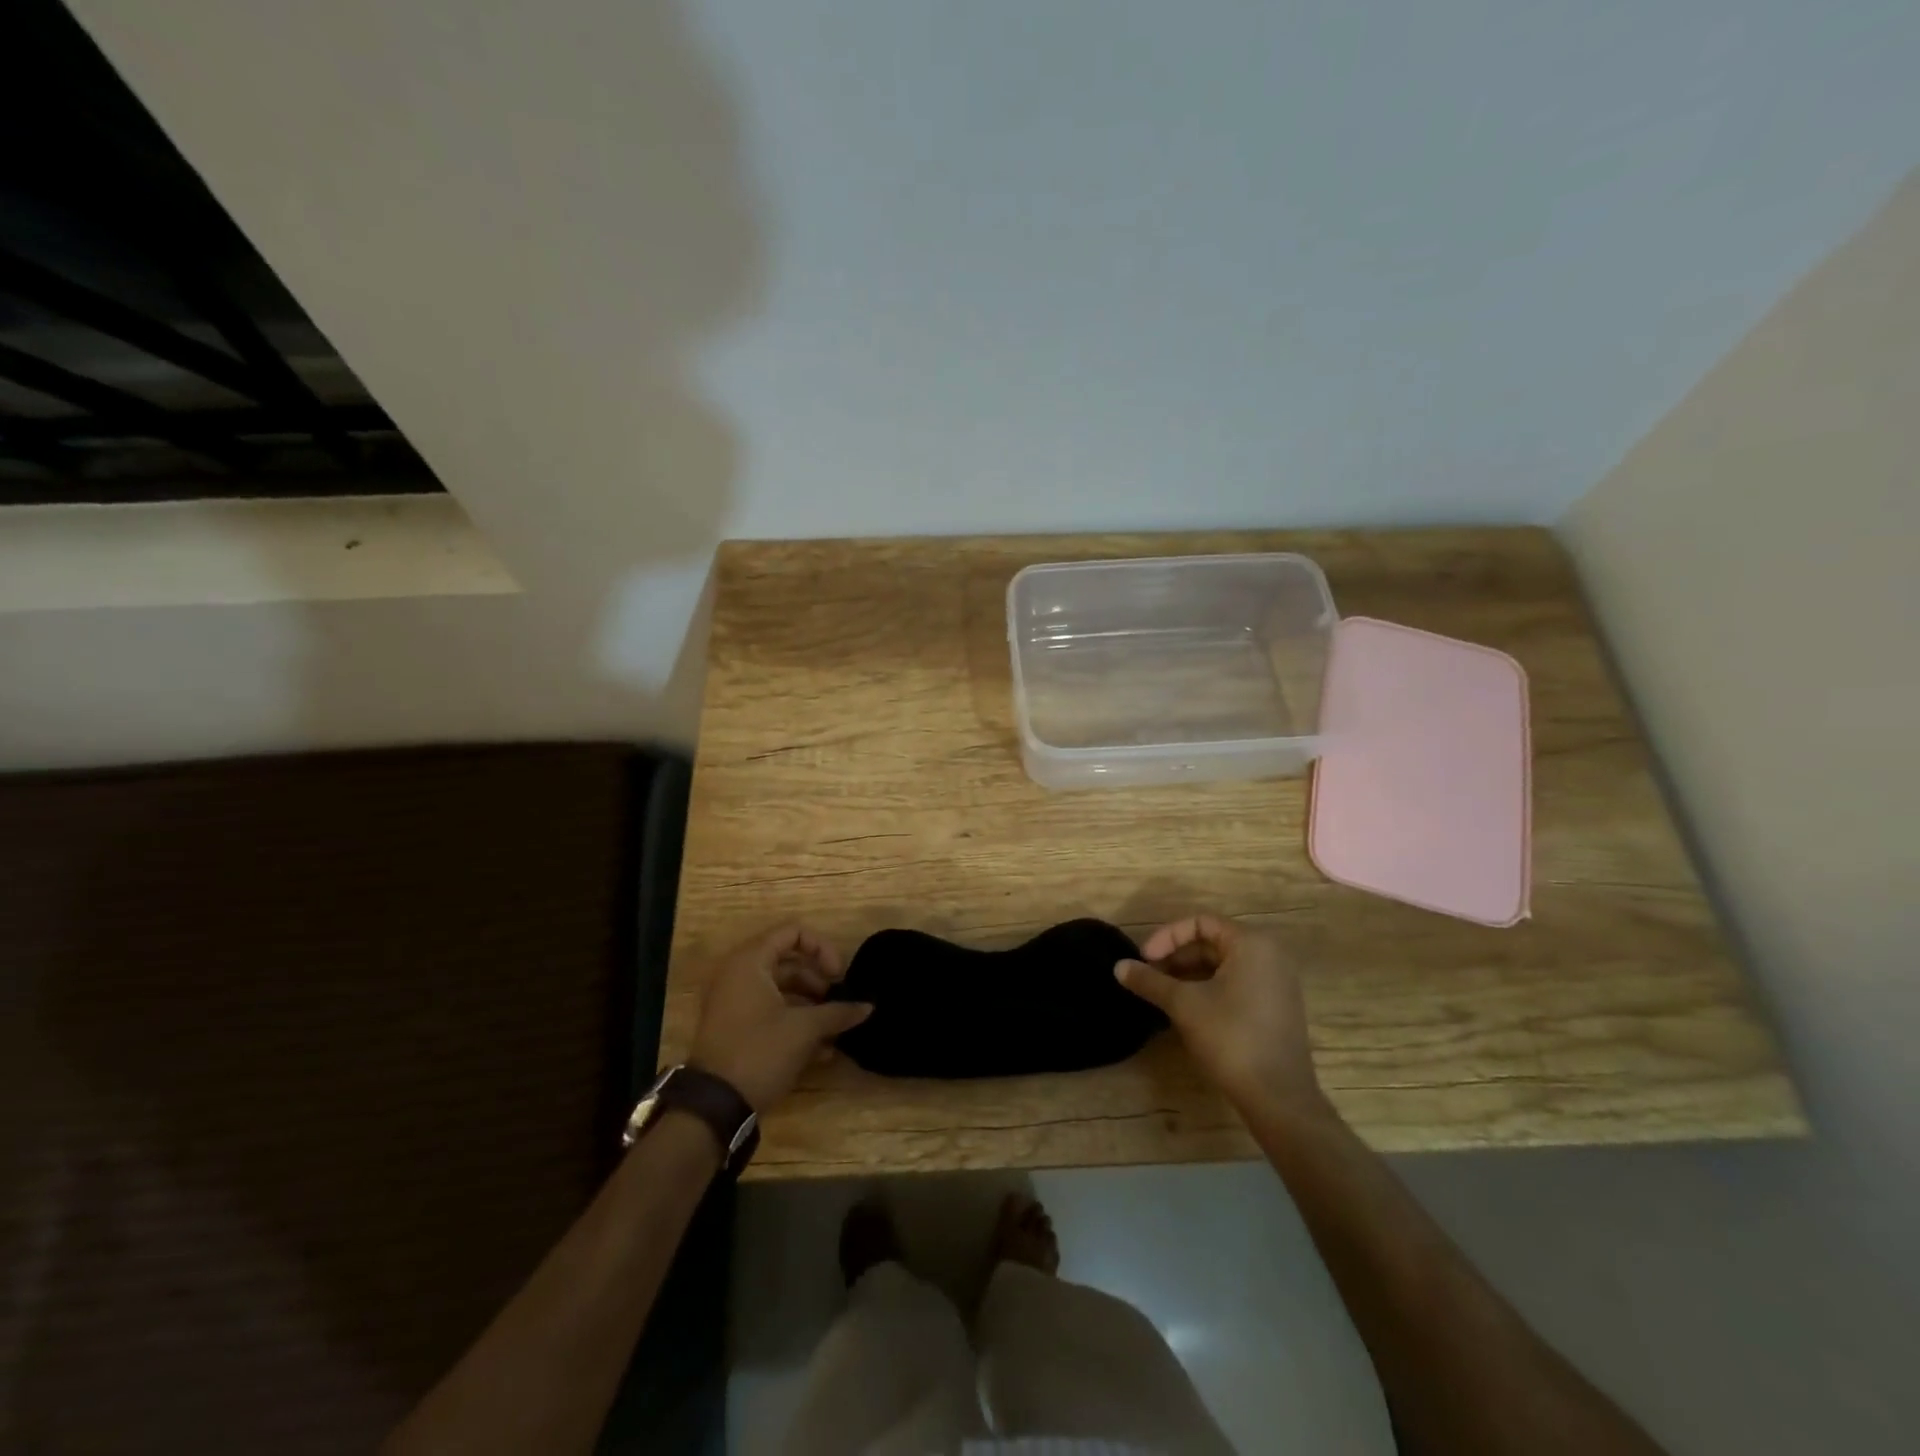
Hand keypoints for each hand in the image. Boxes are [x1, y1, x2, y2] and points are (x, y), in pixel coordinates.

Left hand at [689, 925, 871, 1112]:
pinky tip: (822, 1051)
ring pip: (781, 990)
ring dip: (811, 1006)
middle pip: (789, 962)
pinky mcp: (736, 1028)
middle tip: (839, 1001)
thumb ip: (838, 1012)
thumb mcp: (804, 1030)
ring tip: (835, 1029)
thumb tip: (868, 1006)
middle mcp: (739, 974)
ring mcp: (735, 1002)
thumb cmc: (759, 1051)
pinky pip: (771, 1012)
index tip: (839, 974)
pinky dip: (795, 1022)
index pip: (793, 932)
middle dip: (819, 981)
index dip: (822, 948)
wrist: (714, 1106)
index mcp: (751, 962)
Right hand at [1115, 913, 1327, 1117]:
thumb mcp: (1183, 1004)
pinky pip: (1236, 983)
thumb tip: (1118, 967)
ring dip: (1189, 974)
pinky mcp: (1276, 1007)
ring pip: (1223, 965)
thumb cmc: (1231, 1037)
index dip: (1167, 937)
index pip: (1201, 922)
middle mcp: (1270, 955)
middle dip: (1176, 957)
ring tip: (1162, 994)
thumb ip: (1149, 981)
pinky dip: (1208, 988)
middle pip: (1212, 942)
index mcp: (1251, 944)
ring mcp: (1277, 983)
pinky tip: (1186, 1009)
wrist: (1278, 1097)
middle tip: (1149, 977)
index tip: (1144, 959)